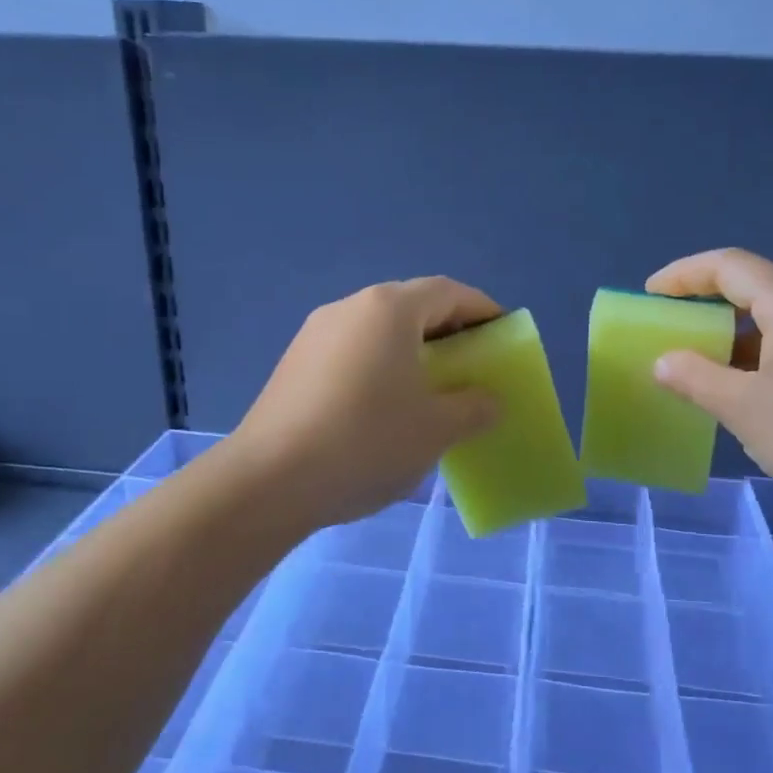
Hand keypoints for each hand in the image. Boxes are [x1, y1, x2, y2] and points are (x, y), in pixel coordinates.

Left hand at [227, 277, 503, 530]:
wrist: (269, 480)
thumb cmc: (366, 441)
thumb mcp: (437, 428)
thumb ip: (474, 407)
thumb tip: (487, 400)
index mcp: (389, 309)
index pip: (449, 292)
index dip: (482, 310)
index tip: (503, 336)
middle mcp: (350, 307)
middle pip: (412, 305)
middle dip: (448, 330)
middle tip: (471, 365)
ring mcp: (316, 333)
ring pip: (379, 329)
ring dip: (412, 349)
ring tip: (430, 388)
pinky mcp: (294, 363)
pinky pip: (352, 351)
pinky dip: (380, 365)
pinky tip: (384, 406)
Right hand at [646, 248, 772, 518]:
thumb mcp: (744, 408)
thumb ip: (696, 378)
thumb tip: (664, 361)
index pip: (728, 265)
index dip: (683, 274)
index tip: (651, 295)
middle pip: (756, 285)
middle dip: (708, 300)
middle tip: (674, 326)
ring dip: (737, 331)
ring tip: (707, 361)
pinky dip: (766, 351)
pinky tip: (756, 388)